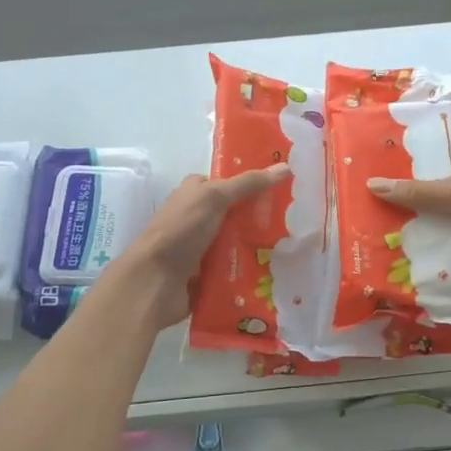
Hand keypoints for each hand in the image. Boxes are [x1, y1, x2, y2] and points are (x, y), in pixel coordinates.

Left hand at [110, 164, 292, 327]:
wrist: (154, 282)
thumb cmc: (181, 231)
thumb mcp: (214, 198)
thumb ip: (248, 184)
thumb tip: (285, 167)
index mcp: (193, 194)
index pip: (228, 184)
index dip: (252, 183)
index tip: (284, 187)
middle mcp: (196, 218)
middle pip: (236, 214)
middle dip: (261, 217)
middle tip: (295, 220)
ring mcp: (200, 247)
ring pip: (237, 242)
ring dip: (258, 246)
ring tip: (292, 246)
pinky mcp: (206, 274)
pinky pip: (234, 268)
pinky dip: (249, 269)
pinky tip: (275, 270)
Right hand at [366, 174, 450, 311]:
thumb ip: (421, 192)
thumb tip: (373, 184)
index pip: (434, 185)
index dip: (406, 187)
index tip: (371, 192)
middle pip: (430, 217)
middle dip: (402, 221)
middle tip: (363, 224)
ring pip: (434, 245)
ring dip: (411, 249)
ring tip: (371, 252)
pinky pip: (441, 271)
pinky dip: (424, 272)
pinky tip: (395, 275)